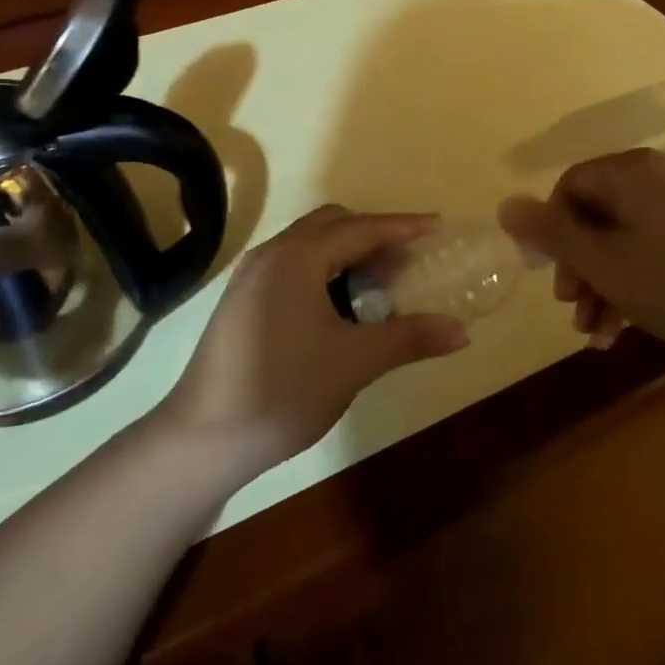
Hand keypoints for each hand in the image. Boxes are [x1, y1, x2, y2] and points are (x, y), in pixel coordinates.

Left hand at [161, 205, 469, 477]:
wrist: (203, 439)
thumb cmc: (284, 391)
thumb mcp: (354, 363)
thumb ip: (409, 338)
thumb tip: (462, 332)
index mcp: (298, 257)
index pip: (362, 228)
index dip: (402, 227)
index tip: (437, 226)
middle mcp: (272, 253)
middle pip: (333, 224)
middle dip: (374, 234)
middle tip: (407, 261)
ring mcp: (251, 275)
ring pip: (309, 243)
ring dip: (347, 252)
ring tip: (379, 284)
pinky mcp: (241, 298)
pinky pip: (292, 263)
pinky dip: (323, 268)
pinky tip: (338, 306)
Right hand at [498, 148, 664, 356]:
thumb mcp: (605, 264)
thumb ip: (552, 234)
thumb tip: (504, 204)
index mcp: (632, 171)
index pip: (570, 187)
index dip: (551, 231)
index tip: (550, 275)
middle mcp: (658, 175)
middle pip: (597, 214)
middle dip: (579, 266)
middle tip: (574, 308)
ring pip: (625, 236)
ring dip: (605, 282)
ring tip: (597, 332)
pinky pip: (654, 244)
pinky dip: (635, 279)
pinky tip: (629, 325)